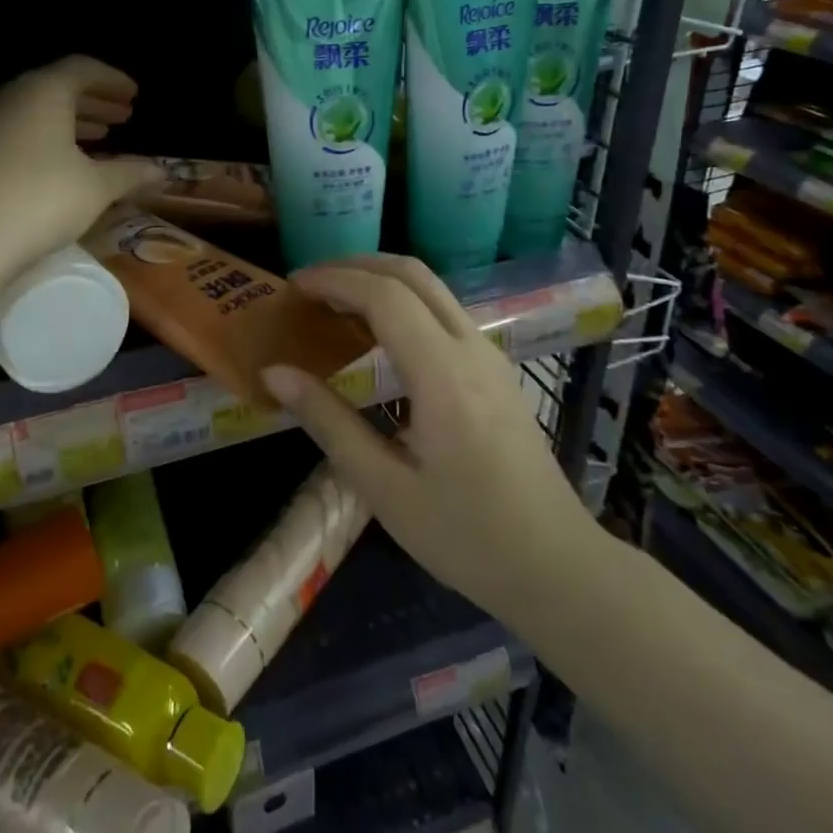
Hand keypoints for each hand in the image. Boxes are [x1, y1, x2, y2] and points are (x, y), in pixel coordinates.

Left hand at [0, 56, 163, 269]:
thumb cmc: (41, 200)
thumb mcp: (96, 187)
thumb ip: (130, 173)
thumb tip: (161, 171)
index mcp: (44, 92)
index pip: (83, 69)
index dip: (112, 80)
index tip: (134, 95)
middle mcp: (12, 98)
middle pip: (58, 87)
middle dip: (94, 100)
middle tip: (123, 115)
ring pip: (37, 111)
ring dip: (72, 120)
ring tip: (101, 136)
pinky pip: (21, 131)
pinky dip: (49, 138)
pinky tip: (65, 164)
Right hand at [262, 255, 600, 616]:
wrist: (557, 566)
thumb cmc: (467, 536)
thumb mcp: (384, 488)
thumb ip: (328, 422)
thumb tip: (275, 373)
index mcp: (443, 375)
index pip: (384, 296)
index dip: (334, 280)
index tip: (292, 286)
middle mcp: (471, 349)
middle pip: (412, 273)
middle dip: (355, 265)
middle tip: (308, 283)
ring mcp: (489, 356)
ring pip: (431, 287)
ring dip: (379, 280)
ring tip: (332, 302)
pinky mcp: (495, 369)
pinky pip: (443, 311)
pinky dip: (401, 301)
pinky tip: (375, 333)